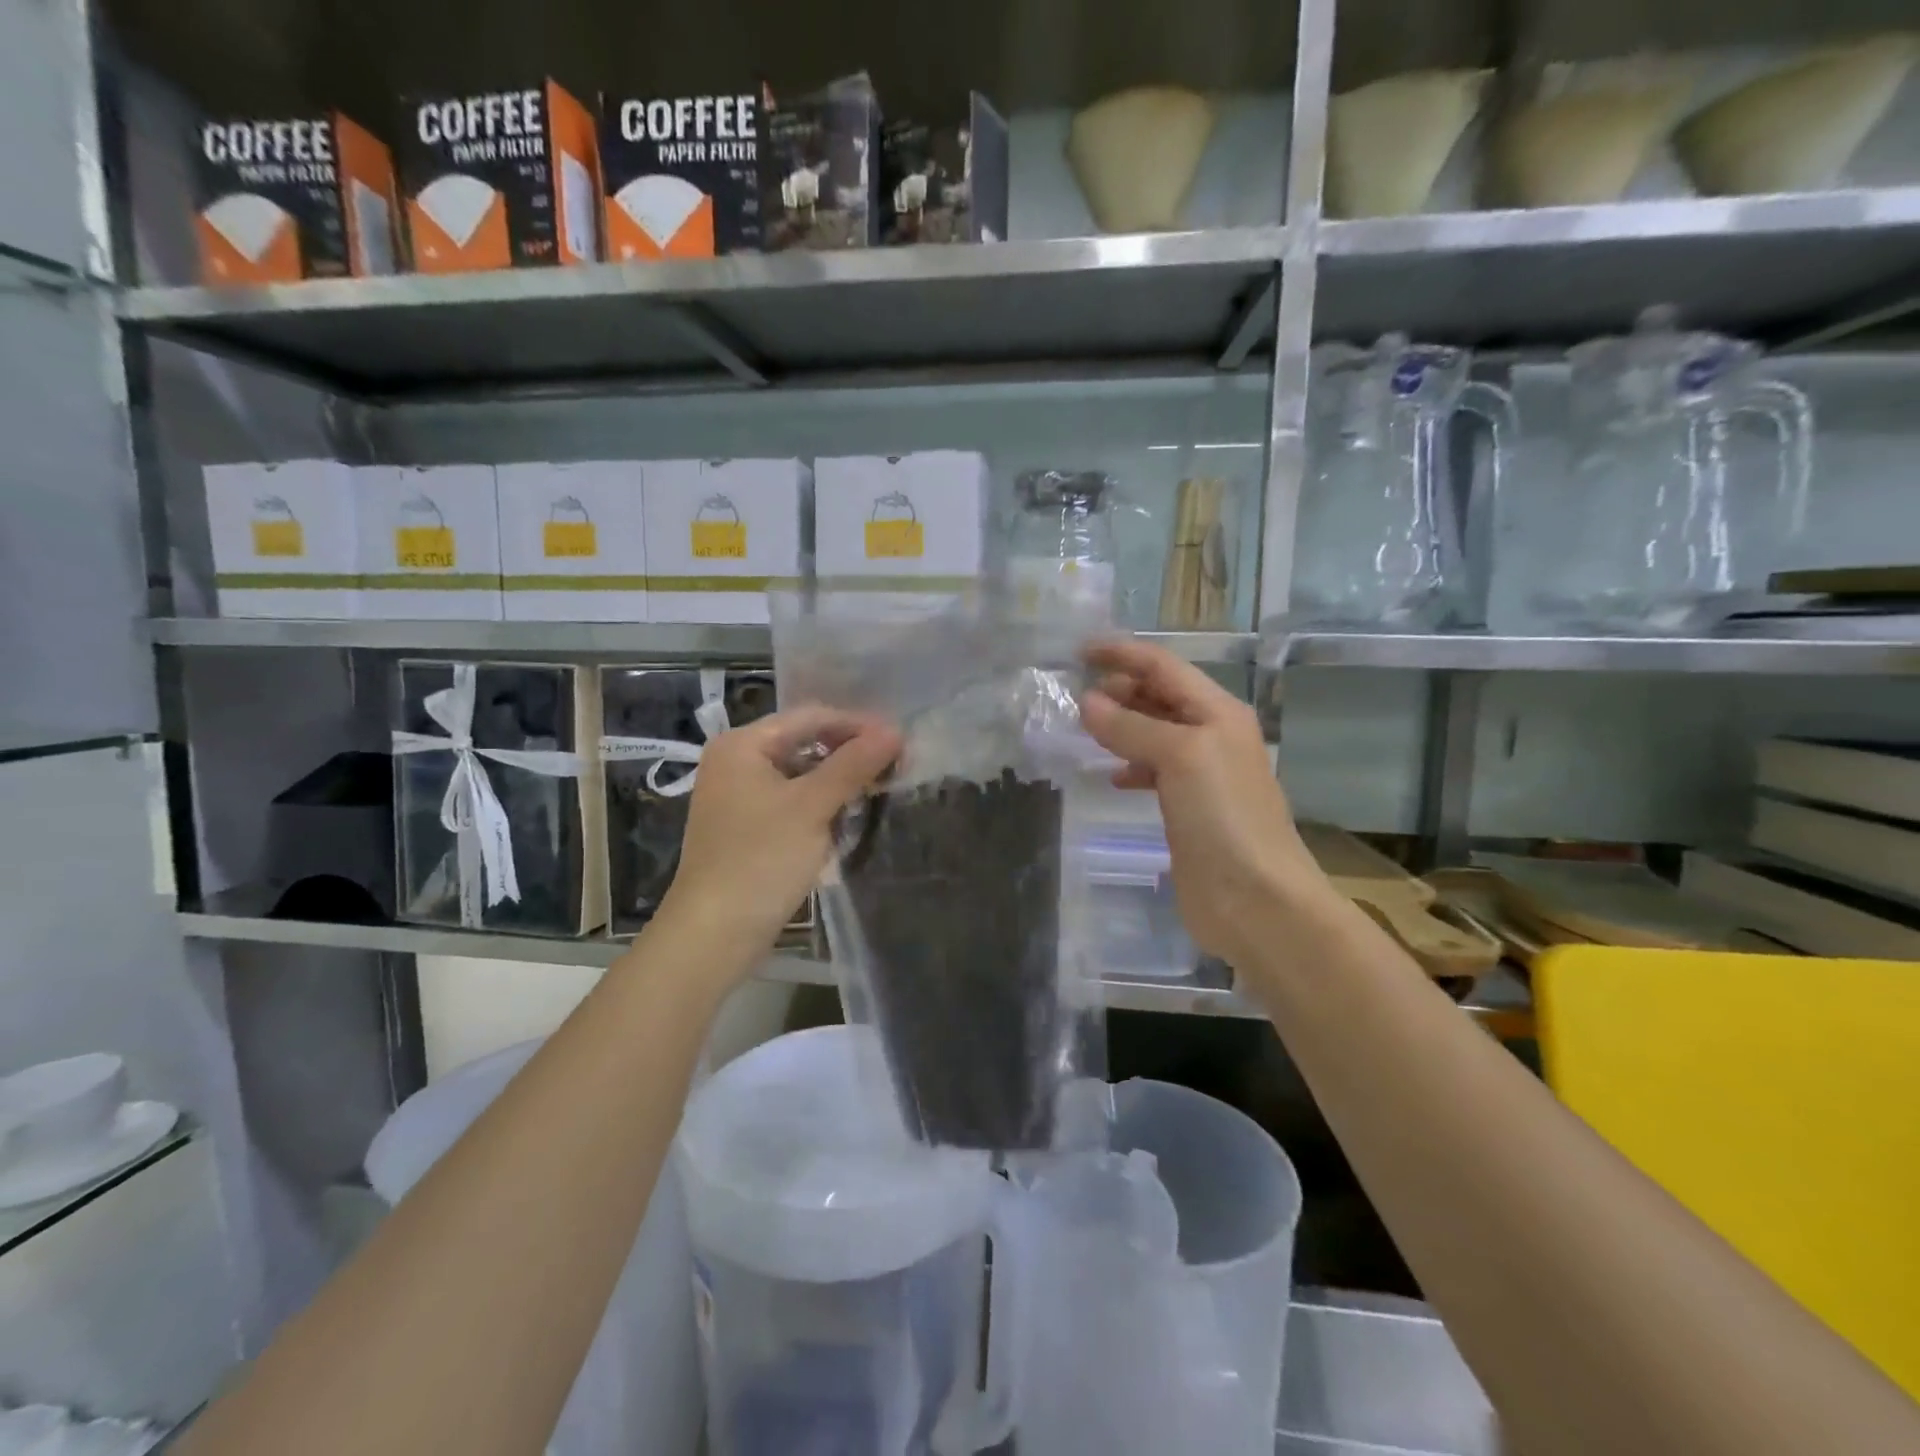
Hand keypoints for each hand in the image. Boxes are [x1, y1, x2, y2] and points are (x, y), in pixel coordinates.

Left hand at [659, 706, 901, 966]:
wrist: (714, 934)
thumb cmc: (761, 860)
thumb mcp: (812, 807)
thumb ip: (854, 764)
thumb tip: (895, 731)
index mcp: (742, 744)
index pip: (810, 717)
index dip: (858, 725)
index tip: (901, 741)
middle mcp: (736, 761)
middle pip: (804, 742)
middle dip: (850, 752)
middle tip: (896, 765)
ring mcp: (739, 796)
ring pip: (801, 774)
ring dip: (839, 779)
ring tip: (881, 787)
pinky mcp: (748, 827)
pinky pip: (792, 800)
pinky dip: (822, 803)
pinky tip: (850, 814)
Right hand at [1079, 638, 1331, 965]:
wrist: (1256, 898)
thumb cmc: (1223, 817)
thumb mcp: (1179, 757)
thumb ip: (1132, 726)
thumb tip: (1087, 702)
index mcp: (1218, 712)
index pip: (1164, 667)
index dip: (1123, 654)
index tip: (1079, 650)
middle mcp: (1212, 735)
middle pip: (1160, 696)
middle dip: (1120, 688)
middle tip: (1075, 694)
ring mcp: (1202, 773)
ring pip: (1154, 733)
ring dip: (1121, 725)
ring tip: (1083, 728)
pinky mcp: (1189, 808)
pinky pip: (1153, 770)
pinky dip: (1130, 764)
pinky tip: (1111, 776)